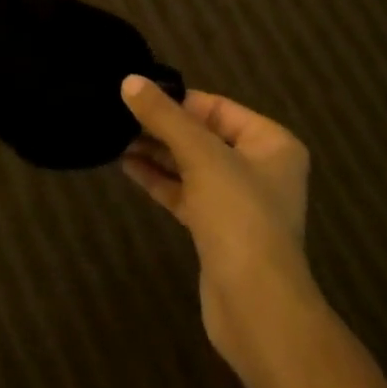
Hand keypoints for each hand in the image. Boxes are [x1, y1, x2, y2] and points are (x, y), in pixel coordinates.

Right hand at [120, 78, 314, 371]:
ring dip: (157, 151)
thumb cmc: (239, 216)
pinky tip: (127, 164)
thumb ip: (164, 116)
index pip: (217, 108)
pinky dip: (159, 178)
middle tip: (120, 113)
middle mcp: (259, 169)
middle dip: (163, 126)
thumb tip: (129, 80)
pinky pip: (185, 193)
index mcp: (271, 143)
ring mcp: (238, 202)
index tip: (138, 93)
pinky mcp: (217, 230)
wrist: (256, 307)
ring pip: (191, 165)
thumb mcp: (201, 155)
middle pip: (203, 135)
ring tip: (115, 135)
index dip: (178, 100)